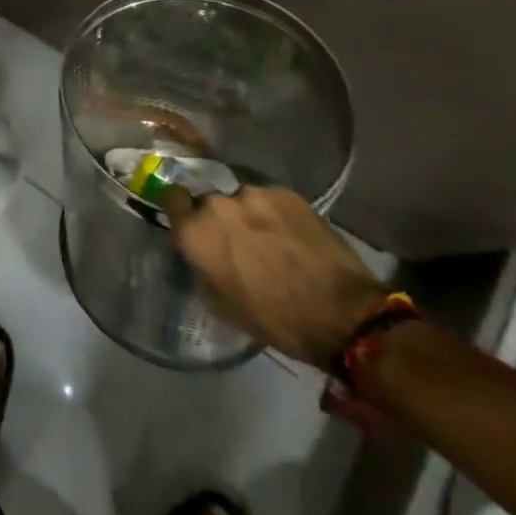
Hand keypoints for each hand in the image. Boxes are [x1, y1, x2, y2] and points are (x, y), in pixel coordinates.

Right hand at [169, 185, 386, 368]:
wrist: (345, 315)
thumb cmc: (277, 320)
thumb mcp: (223, 305)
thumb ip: (202, 267)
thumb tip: (200, 253)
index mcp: (195, 232)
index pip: (170, 197)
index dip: (180, 209)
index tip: (190, 221)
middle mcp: (217, 204)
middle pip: (209, 201)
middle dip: (220, 218)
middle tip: (239, 242)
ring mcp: (253, 194)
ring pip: (242, 200)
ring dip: (249, 216)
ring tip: (272, 240)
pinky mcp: (286, 194)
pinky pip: (270, 200)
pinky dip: (276, 215)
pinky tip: (293, 237)